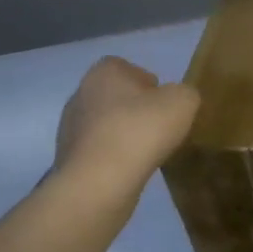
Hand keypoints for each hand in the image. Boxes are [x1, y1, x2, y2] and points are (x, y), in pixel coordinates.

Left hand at [54, 56, 199, 194]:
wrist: (98, 183)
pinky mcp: (68, 158)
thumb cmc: (140, 131)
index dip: (150, 85)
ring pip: (106, 125)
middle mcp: (81, 93)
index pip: (129, 68)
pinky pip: (98, 151)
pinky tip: (128, 170)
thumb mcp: (182, 102)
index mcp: (104, 72)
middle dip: (136, 111)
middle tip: (158, 129)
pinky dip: (113, 158)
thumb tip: (175, 101)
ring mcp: (70, 127)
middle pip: (116, 97)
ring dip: (123, 135)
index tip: (165, 105)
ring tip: (145, 154)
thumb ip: (185, 93)